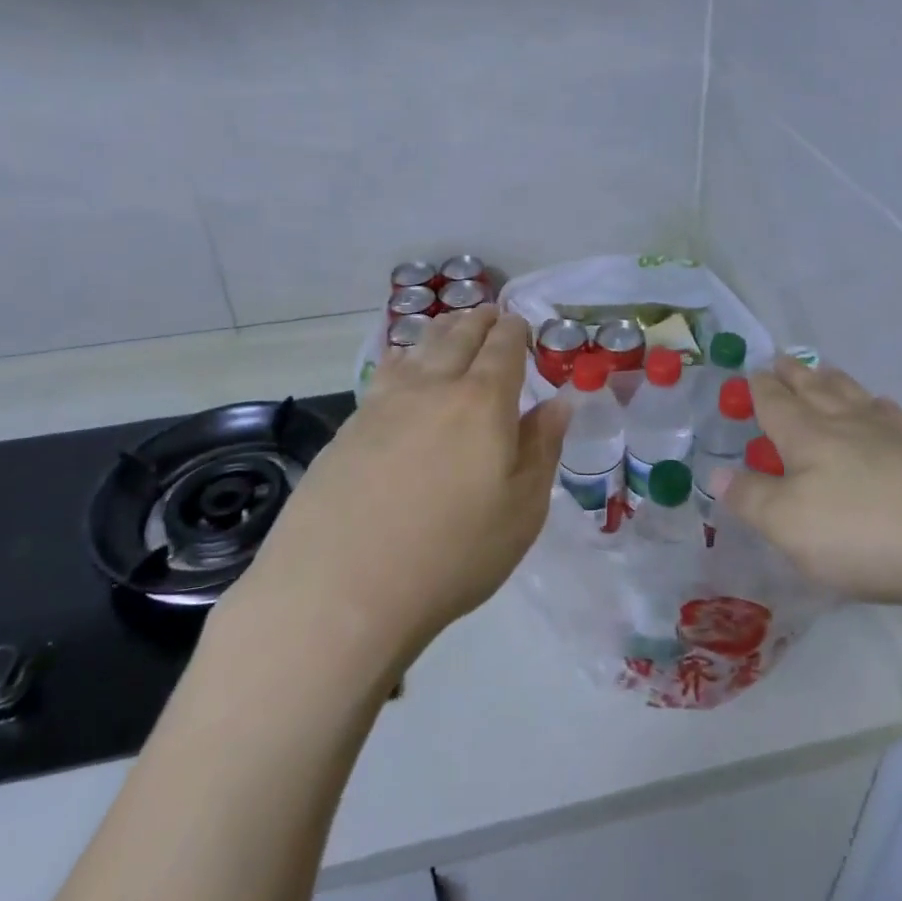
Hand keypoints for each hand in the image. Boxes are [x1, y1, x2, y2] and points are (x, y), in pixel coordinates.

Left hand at [216, 306, 568, 667]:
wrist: (342, 588)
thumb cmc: (452, 554)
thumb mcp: (521, 510)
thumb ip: (542, 448)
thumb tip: (560, 401)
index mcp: (483, 402)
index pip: (503, 348)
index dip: (514, 330)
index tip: (519, 322)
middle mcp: (433, 388)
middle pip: (458, 337)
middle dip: (478, 320)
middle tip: (488, 312)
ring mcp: (384, 403)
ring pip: (417, 349)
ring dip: (440, 331)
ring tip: (449, 327)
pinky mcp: (349, 426)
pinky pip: (385, 373)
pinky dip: (403, 358)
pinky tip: (401, 368)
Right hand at [722, 358, 901, 624]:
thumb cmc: (864, 531)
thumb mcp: (789, 524)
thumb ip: (752, 499)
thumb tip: (717, 474)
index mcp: (810, 438)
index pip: (777, 405)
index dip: (762, 390)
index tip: (753, 371)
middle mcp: (851, 428)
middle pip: (819, 392)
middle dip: (798, 376)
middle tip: (785, 359)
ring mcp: (898, 440)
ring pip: (860, 400)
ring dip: (839, 385)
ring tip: (832, 373)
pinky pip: (898, 421)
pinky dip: (884, 410)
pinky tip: (891, 415)